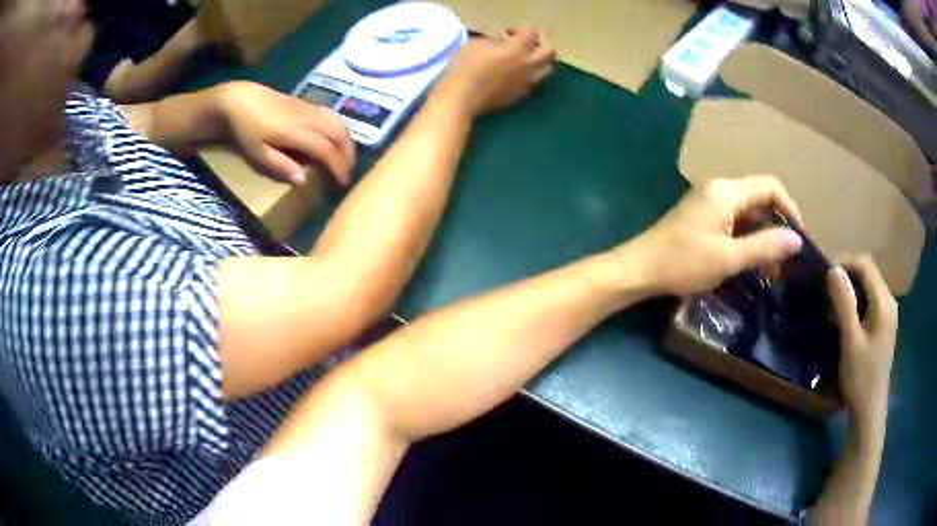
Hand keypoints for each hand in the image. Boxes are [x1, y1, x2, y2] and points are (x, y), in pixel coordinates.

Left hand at [217, 82, 355, 185]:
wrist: (240, 99)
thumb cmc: (245, 128)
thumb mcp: (257, 152)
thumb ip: (280, 166)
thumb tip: (304, 180)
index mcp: (296, 132)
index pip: (326, 149)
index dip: (337, 167)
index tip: (342, 183)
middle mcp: (308, 118)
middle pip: (339, 134)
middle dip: (348, 154)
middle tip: (348, 172)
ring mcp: (309, 108)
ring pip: (339, 122)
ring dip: (347, 141)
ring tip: (346, 157)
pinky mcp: (307, 103)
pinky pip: (332, 115)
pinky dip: (340, 129)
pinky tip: (336, 139)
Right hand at [434, 27, 555, 115]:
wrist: (462, 98)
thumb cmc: (465, 66)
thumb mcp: (476, 44)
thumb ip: (495, 40)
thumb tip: (504, 41)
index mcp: (518, 49)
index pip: (531, 32)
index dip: (521, 29)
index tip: (507, 33)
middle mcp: (529, 65)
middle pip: (550, 51)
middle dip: (541, 42)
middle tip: (528, 42)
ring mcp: (527, 82)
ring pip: (547, 69)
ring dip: (540, 60)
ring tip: (525, 59)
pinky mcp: (521, 95)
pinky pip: (534, 81)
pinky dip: (530, 74)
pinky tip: (516, 73)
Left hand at [626, 176, 804, 295]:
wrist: (640, 268)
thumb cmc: (684, 263)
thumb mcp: (729, 258)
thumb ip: (765, 246)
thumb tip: (797, 240)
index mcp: (727, 191)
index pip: (770, 186)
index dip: (789, 209)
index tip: (799, 239)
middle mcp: (719, 188)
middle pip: (759, 198)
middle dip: (777, 226)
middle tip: (786, 260)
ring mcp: (709, 201)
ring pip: (748, 212)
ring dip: (763, 236)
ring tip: (772, 268)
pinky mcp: (703, 216)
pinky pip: (734, 221)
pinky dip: (747, 238)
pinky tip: (752, 262)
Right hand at [828, 255, 897, 420]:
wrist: (869, 410)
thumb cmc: (860, 377)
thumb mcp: (850, 340)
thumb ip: (844, 303)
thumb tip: (833, 269)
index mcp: (883, 302)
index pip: (865, 264)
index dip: (844, 261)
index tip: (823, 273)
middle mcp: (889, 301)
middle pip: (868, 272)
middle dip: (846, 273)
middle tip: (825, 287)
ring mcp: (887, 313)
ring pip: (868, 285)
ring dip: (850, 287)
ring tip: (831, 299)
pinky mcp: (883, 324)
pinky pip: (869, 299)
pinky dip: (856, 299)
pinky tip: (844, 314)